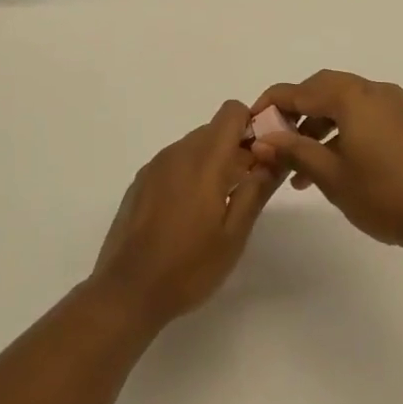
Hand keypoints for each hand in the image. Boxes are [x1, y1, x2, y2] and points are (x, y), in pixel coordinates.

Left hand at [90, 101, 280, 328]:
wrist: (127, 292)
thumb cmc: (188, 266)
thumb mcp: (234, 234)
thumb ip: (257, 190)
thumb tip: (276, 157)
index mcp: (204, 159)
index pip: (231, 111)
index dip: (252, 125)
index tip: (262, 155)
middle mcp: (177, 152)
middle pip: (214, 129)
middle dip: (235, 148)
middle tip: (247, 187)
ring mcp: (155, 166)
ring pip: (193, 146)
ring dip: (212, 162)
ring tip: (218, 205)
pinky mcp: (140, 182)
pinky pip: (174, 163)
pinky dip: (189, 174)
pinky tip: (188, 214)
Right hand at [246, 71, 402, 257]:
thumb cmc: (382, 194)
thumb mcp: (330, 175)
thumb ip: (294, 150)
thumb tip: (262, 140)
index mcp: (352, 96)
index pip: (299, 90)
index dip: (271, 104)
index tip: (251, 123)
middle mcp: (372, 90)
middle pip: (322, 89)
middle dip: (295, 112)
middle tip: (274, 139)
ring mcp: (391, 104)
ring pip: (342, 103)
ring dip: (317, 126)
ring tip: (298, 168)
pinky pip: (361, 114)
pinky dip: (340, 131)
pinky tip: (329, 165)